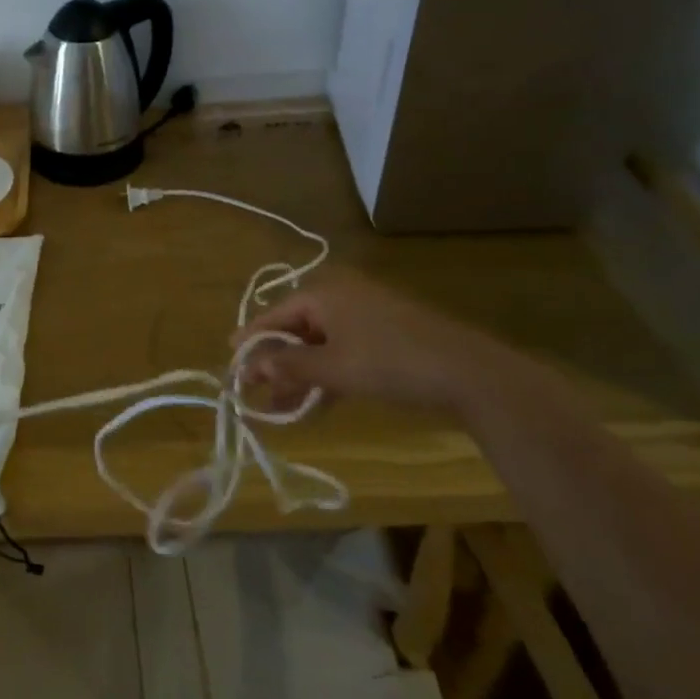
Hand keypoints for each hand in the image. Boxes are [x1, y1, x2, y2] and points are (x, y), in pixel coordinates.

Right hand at [232, 268, 513, 412]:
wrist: (467, 371)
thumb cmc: (389, 362)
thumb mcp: (333, 368)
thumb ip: (289, 366)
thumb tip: (252, 366)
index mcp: (323, 293)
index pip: (274, 315)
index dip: (251, 343)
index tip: (231, 367)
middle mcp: (340, 296)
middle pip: (295, 329)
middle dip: (276, 363)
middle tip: (255, 392)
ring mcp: (365, 314)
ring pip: (319, 344)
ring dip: (300, 374)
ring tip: (281, 406)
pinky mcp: (384, 334)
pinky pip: (342, 351)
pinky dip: (327, 373)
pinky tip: (317, 402)